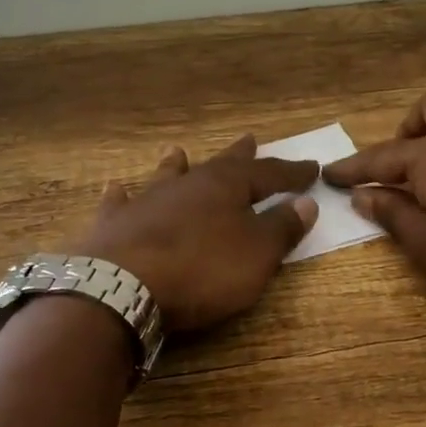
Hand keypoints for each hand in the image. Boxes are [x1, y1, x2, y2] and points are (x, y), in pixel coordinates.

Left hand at [72, 135, 318, 332]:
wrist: (124, 287)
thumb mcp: (257, 254)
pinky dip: (121, 196)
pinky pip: (119, 204)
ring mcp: (146, 202)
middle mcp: (186, 185)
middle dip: (239, 156)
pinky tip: (116, 188)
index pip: (267, 174)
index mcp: (225, 186)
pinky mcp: (114, 226)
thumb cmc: (202, 269)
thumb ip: (282, 227)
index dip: (291, 173)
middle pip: (218, 165)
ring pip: (167, 176)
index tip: (311, 167)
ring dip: (176, 165)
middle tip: (250, 139)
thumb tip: (306, 202)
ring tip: (178, 151)